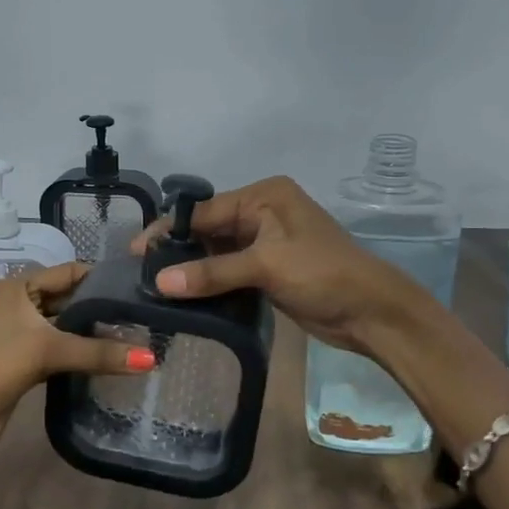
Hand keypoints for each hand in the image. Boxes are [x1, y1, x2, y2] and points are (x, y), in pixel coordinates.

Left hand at [0, 262, 152, 490]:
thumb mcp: (48, 350)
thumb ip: (99, 352)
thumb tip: (152, 360)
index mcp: (18, 286)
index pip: (69, 272)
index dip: (101, 279)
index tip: (138, 288)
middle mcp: (18, 304)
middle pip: (68, 300)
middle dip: (100, 310)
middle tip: (143, 318)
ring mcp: (19, 334)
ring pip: (64, 328)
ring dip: (91, 335)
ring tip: (135, 338)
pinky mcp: (22, 362)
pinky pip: (58, 351)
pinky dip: (79, 354)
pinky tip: (108, 360)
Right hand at [131, 176, 426, 353]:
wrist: (371, 312)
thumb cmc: (323, 274)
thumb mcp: (266, 266)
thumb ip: (212, 272)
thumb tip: (159, 283)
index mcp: (264, 197)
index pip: (204, 210)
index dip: (169, 230)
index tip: (136, 252)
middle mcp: (263, 213)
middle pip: (208, 229)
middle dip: (178, 250)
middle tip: (142, 274)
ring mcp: (266, 243)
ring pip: (217, 252)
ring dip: (192, 269)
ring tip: (155, 288)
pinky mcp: (269, 271)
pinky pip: (229, 271)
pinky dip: (210, 282)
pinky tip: (185, 297)